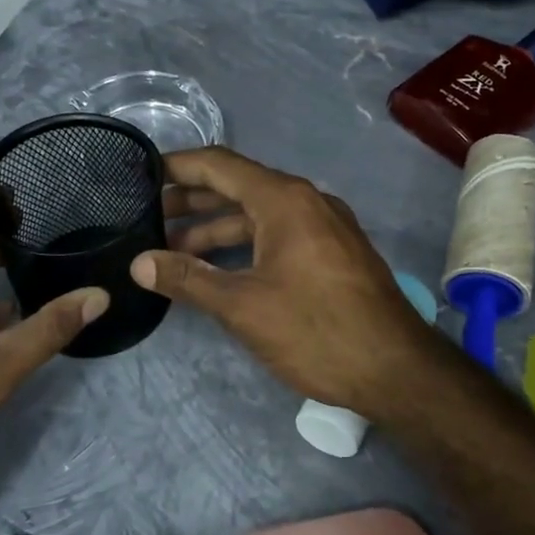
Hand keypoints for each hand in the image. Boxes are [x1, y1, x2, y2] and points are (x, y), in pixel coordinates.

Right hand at [130, 146, 452, 415]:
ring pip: (259, 216)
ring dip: (217, 230)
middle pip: (238, 187)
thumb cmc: (316, 330)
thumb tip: (139, 263)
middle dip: (192, 202)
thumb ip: (189, 279)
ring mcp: (325, 226)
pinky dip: (246, 245)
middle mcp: (307, 201)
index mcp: (285, 199)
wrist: (396, 368)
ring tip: (173, 252)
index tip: (141, 175)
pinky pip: (280, 235)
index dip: (178, 166)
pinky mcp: (334, 253)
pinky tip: (220, 269)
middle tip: (147, 218)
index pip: (220, 165)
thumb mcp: (244, 306)